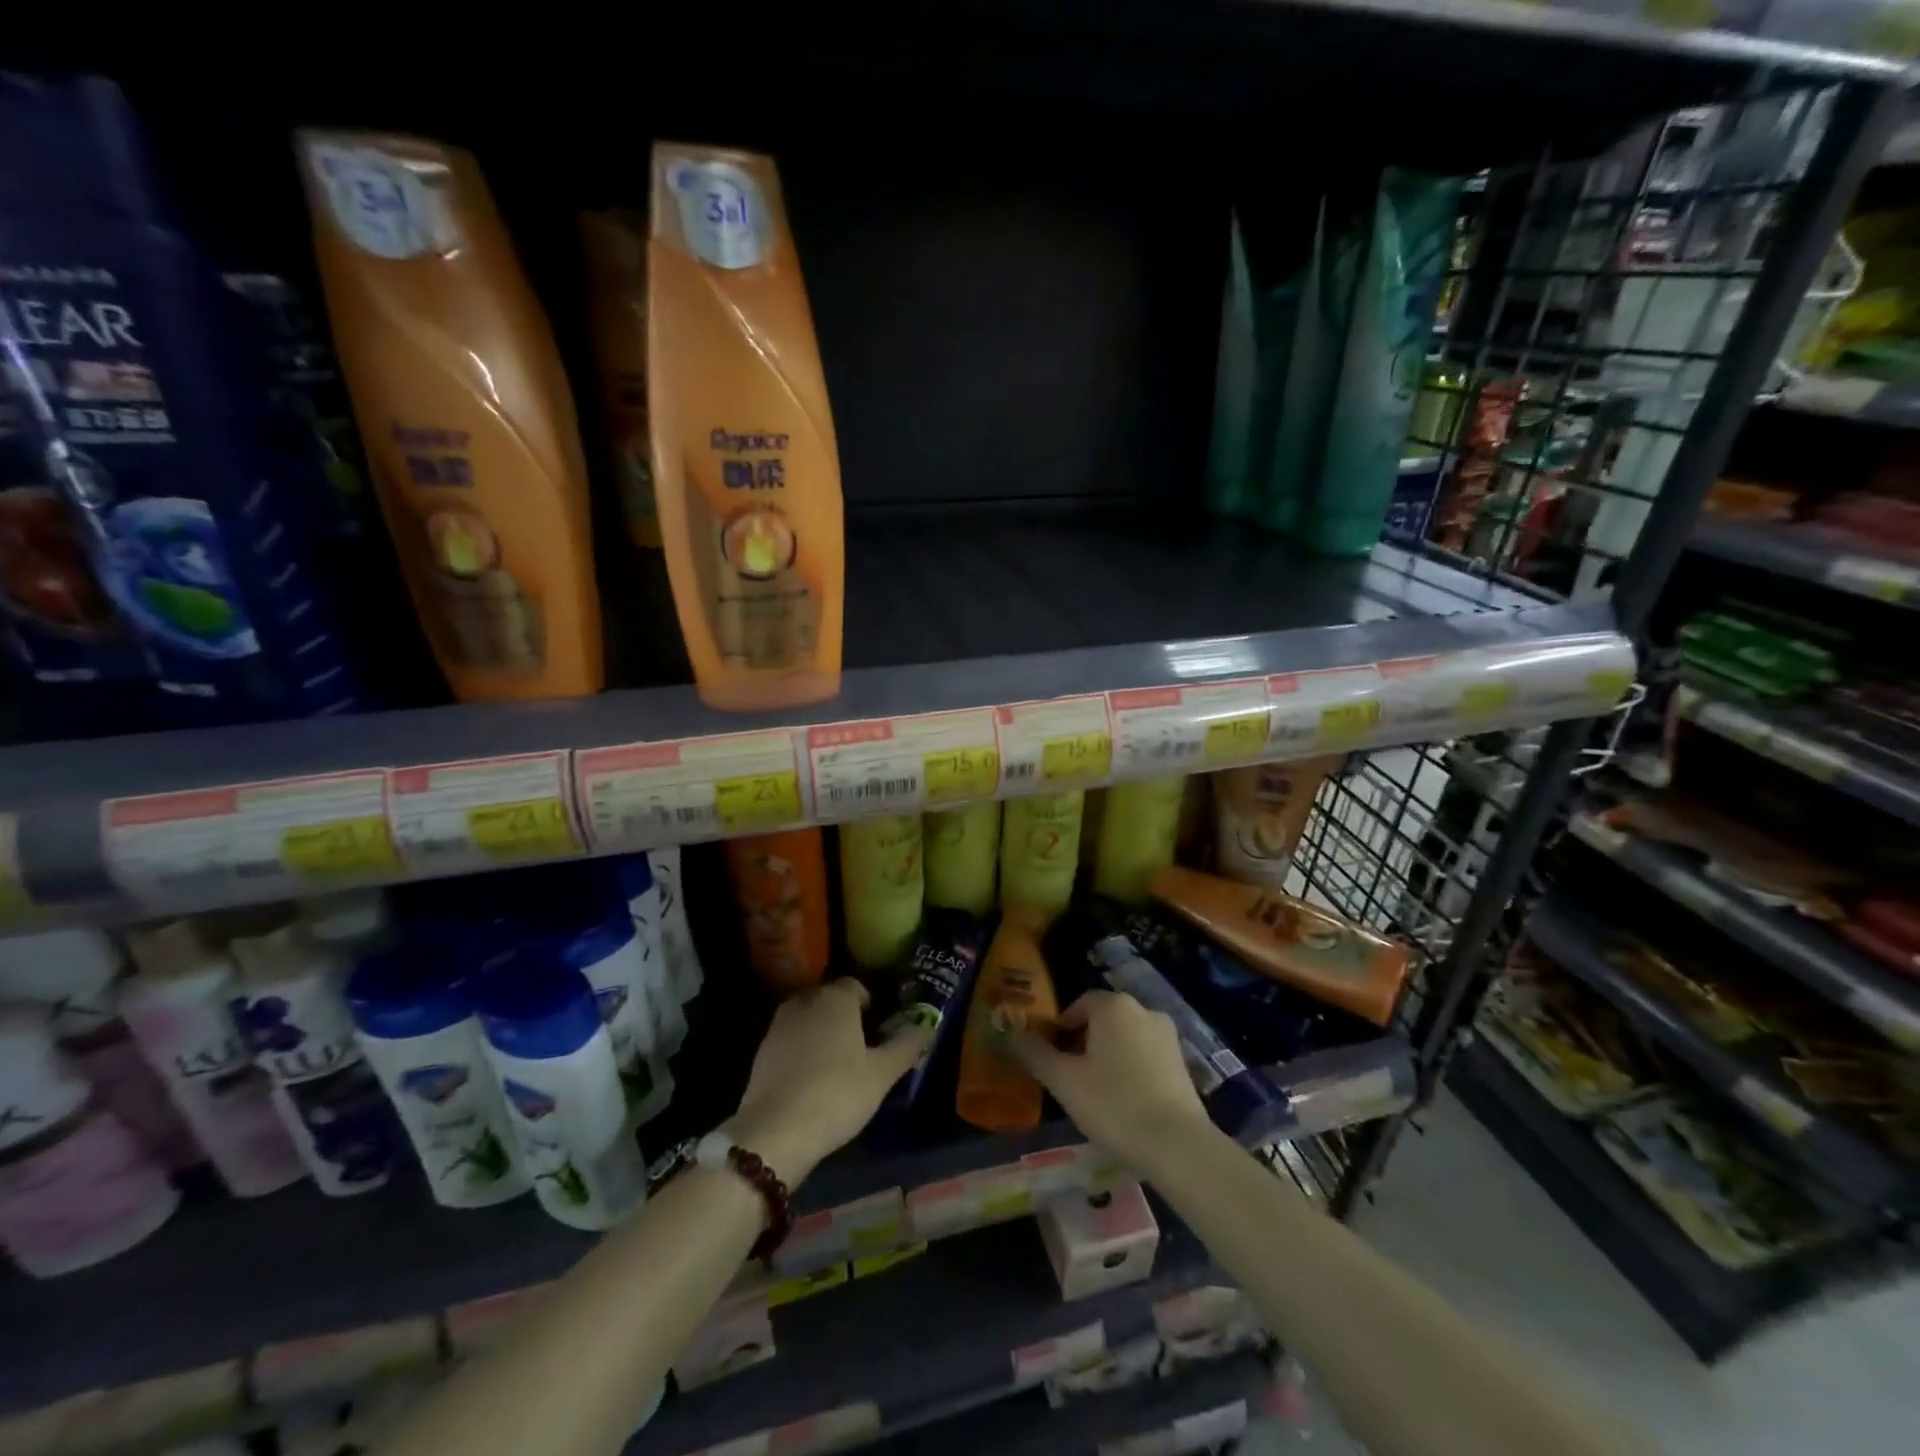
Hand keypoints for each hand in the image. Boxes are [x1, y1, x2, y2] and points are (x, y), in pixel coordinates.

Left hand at [726, 979, 928, 1185]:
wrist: (776, 1131)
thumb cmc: (838, 1093)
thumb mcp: (882, 1074)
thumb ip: (906, 1045)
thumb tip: (926, 1027)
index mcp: (836, 998)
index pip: (856, 986)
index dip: (870, 1005)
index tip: (879, 1030)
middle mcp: (805, 1001)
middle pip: (829, 1000)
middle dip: (844, 1017)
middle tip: (861, 1048)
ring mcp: (778, 1025)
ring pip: (808, 1019)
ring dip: (821, 1033)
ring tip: (836, 1064)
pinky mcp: (761, 1051)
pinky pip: (790, 1040)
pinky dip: (801, 1050)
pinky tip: (810, 1079)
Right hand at [1006, 990, 1212, 1172]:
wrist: (1177, 1144)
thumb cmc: (1113, 1104)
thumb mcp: (1064, 1080)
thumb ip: (1034, 1053)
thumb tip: (1010, 1032)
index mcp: (1113, 1006)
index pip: (1079, 1004)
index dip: (1061, 1028)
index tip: (1052, 1057)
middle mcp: (1143, 1009)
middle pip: (1103, 1019)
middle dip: (1084, 1042)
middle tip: (1070, 1076)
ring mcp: (1167, 1035)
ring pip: (1125, 1037)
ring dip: (1108, 1055)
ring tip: (1095, 1092)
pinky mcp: (1182, 1062)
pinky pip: (1145, 1055)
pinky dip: (1131, 1068)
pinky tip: (1124, 1101)